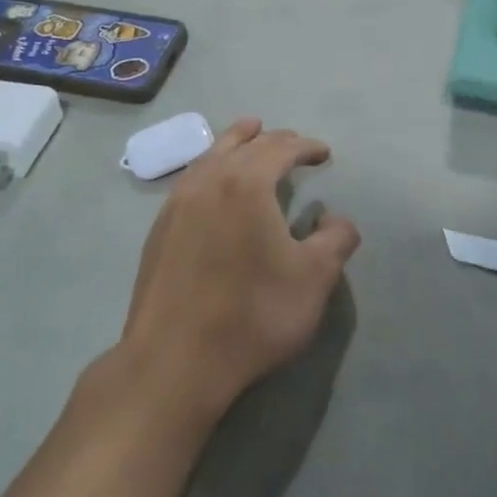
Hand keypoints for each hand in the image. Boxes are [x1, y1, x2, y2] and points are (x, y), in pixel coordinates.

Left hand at [121, 119, 360, 418]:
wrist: (175, 361)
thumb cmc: (253, 315)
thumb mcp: (313, 279)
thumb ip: (335, 241)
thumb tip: (338, 221)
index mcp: (245, 184)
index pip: (279, 148)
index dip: (305, 146)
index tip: (323, 153)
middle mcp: (207, 182)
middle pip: (242, 144)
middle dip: (272, 140)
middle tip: (294, 144)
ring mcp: (176, 205)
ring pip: (209, 157)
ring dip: (234, 143)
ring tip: (248, 135)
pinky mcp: (159, 230)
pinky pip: (190, 180)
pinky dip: (210, 168)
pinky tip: (213, 184)